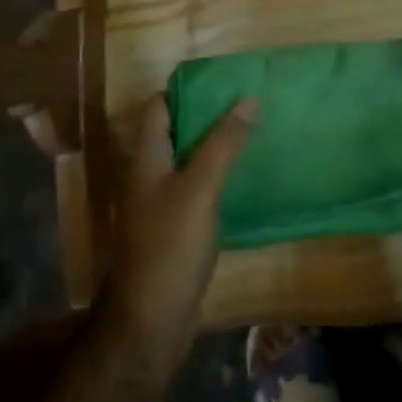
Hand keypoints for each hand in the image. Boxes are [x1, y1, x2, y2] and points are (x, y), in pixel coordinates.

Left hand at [96, 94, 257, 374]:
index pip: (158, 107)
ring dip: (216, 145)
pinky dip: (219, 177)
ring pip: (189, 161)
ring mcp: (161, 204)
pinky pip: (198, 189)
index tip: (224, 78)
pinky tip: (246, 177)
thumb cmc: (170, 247)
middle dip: (208, 114)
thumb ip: (223, 143)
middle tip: (249, 101)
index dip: (186, 89)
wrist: (150, 323)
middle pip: (175, 131)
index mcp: (146, 158)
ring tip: (255, 131)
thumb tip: (250, 97)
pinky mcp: (176, 230)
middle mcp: (149, 175)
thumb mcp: (200, 188)